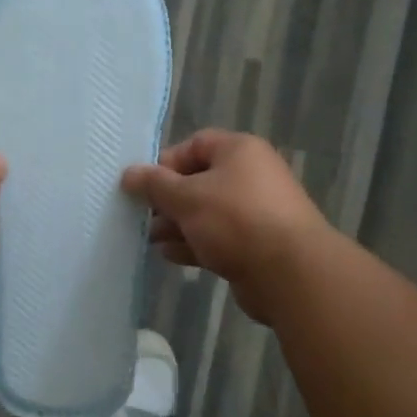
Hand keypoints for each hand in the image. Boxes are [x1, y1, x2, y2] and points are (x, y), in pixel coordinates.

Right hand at [122, 129, 330, 324]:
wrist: (288, 271)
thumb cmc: (234, 220)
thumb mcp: (186, 197)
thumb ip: (154, 185)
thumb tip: (128, 174)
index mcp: (239, 151)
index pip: (194, 145)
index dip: (165, 163)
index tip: (143, 187)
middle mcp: (250, 176)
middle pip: (198, 181)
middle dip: (167, 200)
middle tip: (143, 217)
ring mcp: (254, 212)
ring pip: (206, 213)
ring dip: (177, 225)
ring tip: (151, 240)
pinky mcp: (255, 244)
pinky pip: (217, 238)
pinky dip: (193, 244)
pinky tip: (170, 255)